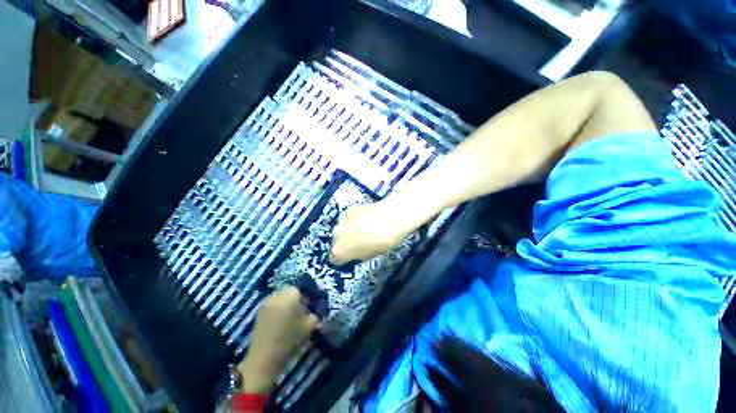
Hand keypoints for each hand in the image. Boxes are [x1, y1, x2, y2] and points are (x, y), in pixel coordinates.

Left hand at [237, 287, 317, 393]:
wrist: (265, 358)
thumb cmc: (290, 339)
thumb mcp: (309, 326)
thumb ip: (314, 314)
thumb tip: (314, 310)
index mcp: (290, 296)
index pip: (299, 288)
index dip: (305, 296)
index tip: (308, 305)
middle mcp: (276, 296)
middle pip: (288, 291)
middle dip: (294, 298)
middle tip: (300, 310)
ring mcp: (266, 304)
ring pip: (279, 298)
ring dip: (285, 303)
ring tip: (289, 317)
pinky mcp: (258, 313)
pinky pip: (272, 305)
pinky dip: (277, 309)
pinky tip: (280, 322)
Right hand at [330, 201, 409, 264]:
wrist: (390, 218)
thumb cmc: (382, 242)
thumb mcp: (370, 255)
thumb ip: (359, 255)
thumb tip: (357, 252)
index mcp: (340, 251)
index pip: (335, 259)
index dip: (344, 258)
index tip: (352, 256)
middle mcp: (336, 235)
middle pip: (337, 242)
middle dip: (345, 244)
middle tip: (359, 243)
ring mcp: (341, 220)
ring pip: (342, 229)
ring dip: (348, 231)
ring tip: (363, 229)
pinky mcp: (349, 209)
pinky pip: (348, 219)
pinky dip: (354, 220)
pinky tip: (366, 219)